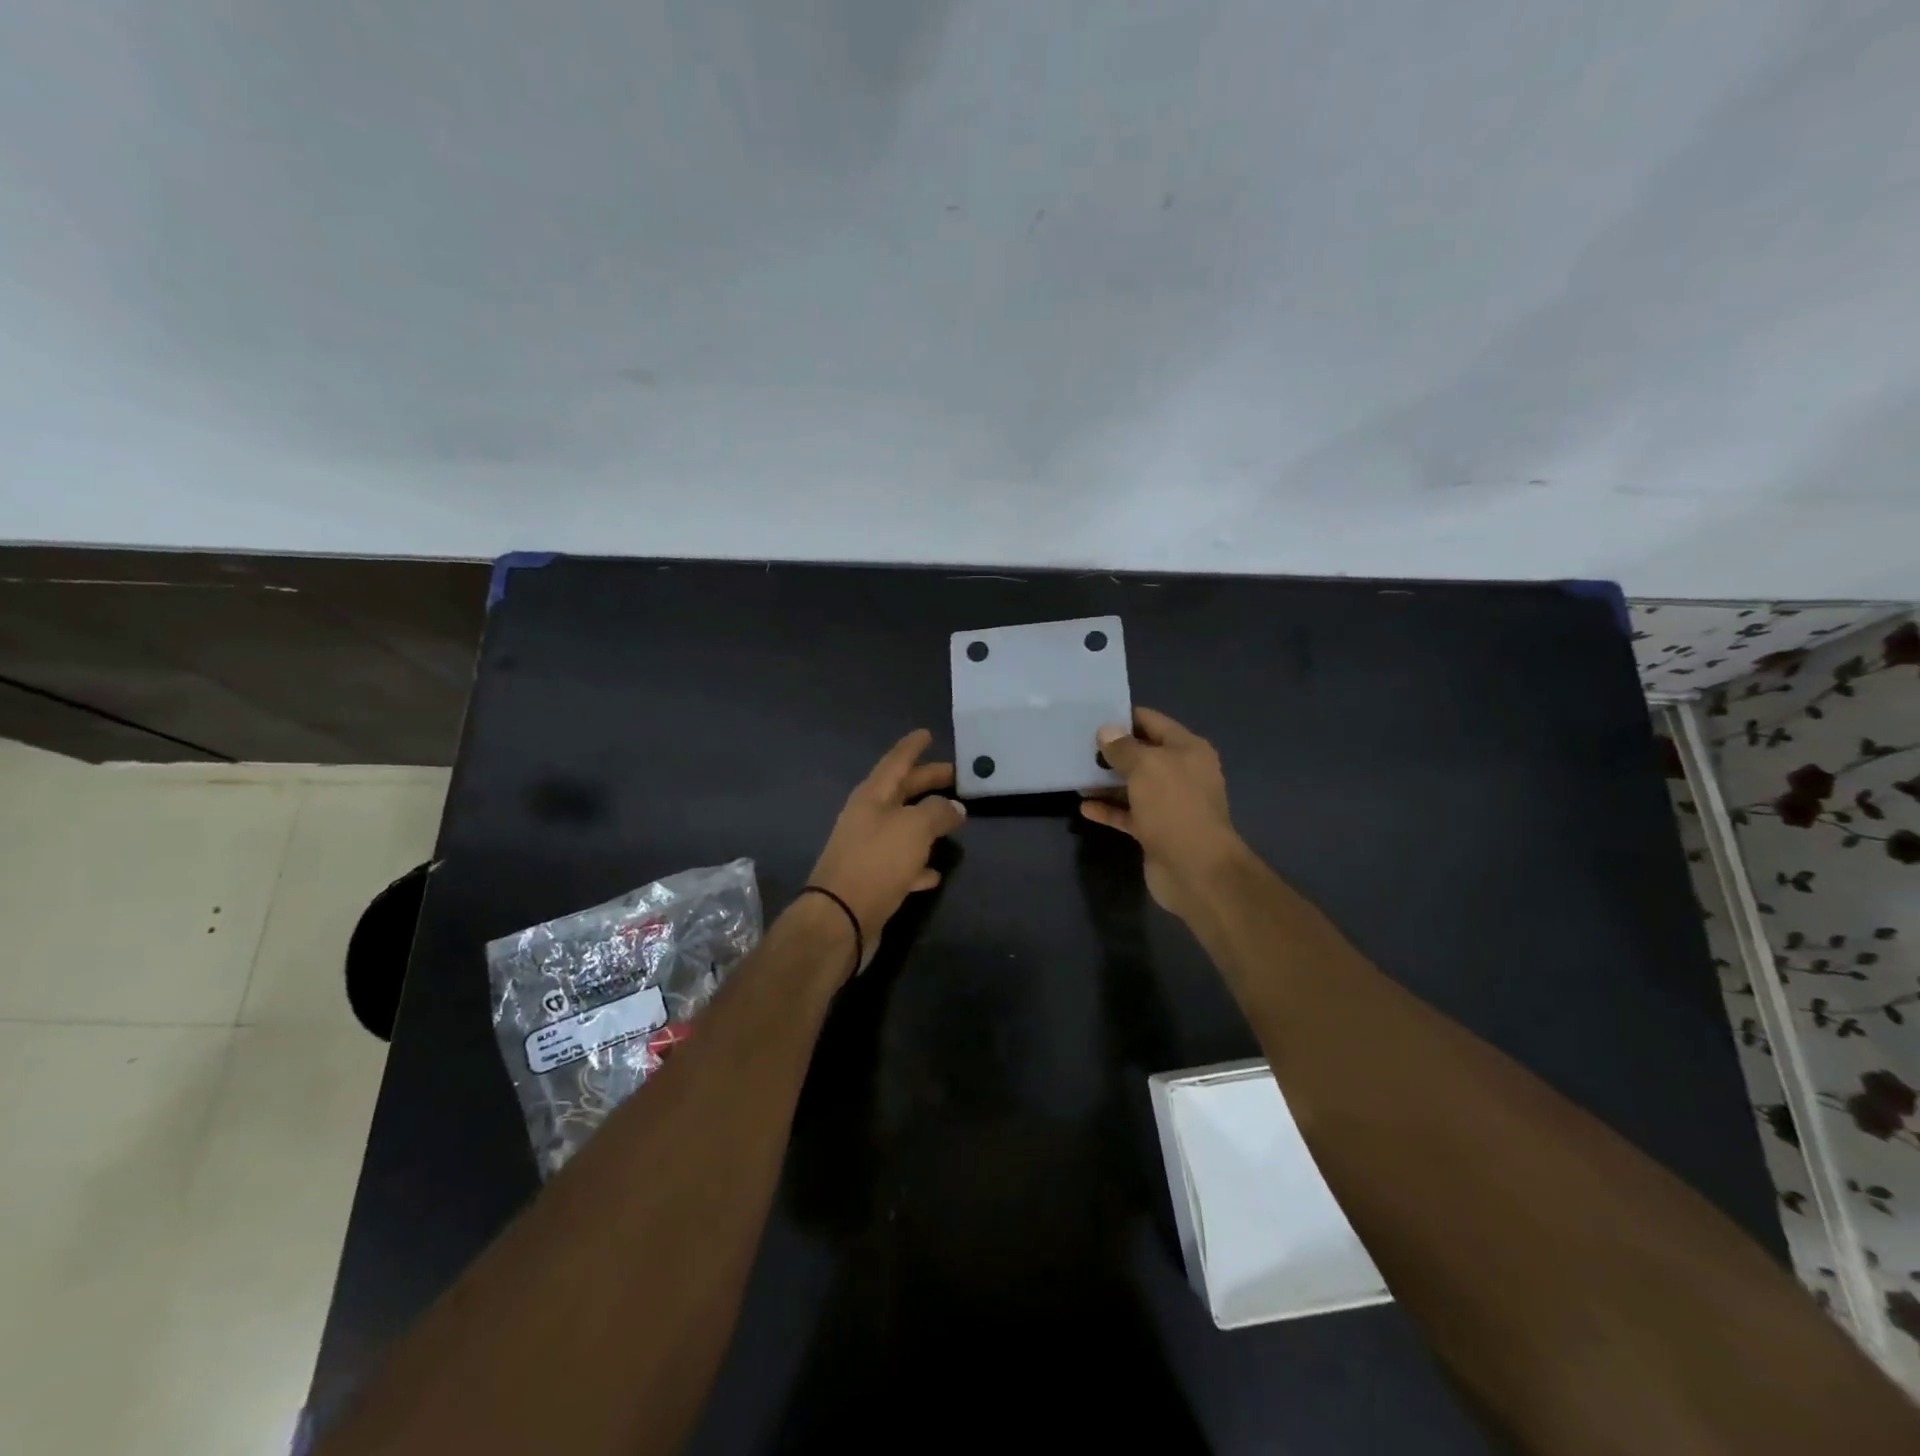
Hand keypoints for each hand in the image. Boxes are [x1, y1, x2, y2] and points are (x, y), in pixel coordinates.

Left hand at [806, 729, 966, 972]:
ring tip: (953, 819)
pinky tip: (935, 872)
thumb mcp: (914, 829)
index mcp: (871, 797)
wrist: (839, 920)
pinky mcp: (872, 881)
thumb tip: (955, 807)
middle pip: (900, 792)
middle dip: (926, 782)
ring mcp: (867, 850)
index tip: (927, 733)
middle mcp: (866, 819)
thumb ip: (938, 812)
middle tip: (953, 775)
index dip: (912, 747)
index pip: (895, 762)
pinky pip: (901, 864)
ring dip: (925, 822)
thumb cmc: (877, 862)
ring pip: (902, 828)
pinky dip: (918, 863)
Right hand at [1080, 707, 1245, 921]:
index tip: (1092, 717)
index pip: (1153, 722)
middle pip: (1142, 754)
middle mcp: (1181, 773)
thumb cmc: (1174, 807)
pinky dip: (1108, 810)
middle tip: (1077, 746)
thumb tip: (1106, 731)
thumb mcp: (1146, 767)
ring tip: (1075, 775)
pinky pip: (1127, 814)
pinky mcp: (1155, 831)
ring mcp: (1168, 804)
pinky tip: (1084, 807)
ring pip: (1132, 786)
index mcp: (1187, 750)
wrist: (1196, 869)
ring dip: (1106, 782)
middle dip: (1112, 751)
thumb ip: (1123, 748)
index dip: (1124, 718)